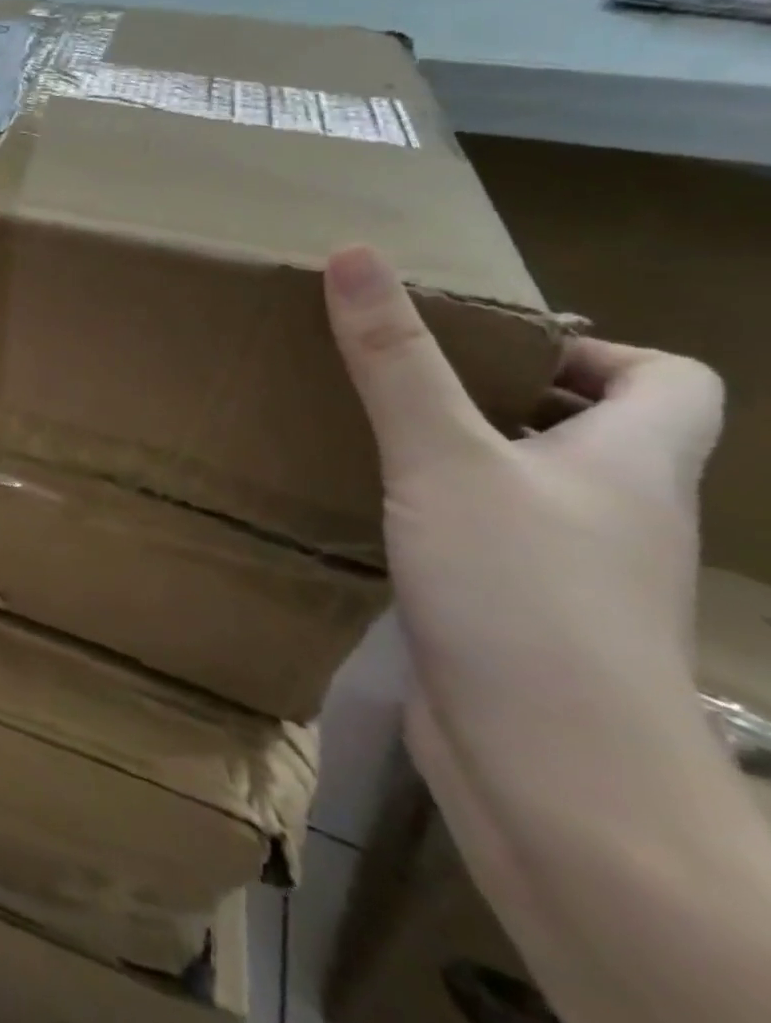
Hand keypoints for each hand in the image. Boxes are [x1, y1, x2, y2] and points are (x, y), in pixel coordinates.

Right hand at [322, 245, 723, 759]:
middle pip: (591, 432)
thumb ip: (394, 358)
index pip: (672, 382)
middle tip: (407, 379)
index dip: (594, 350)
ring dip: (466, 457)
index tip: (490, 346)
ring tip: (375, 434)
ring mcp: (570, 573)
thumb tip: (354, 254)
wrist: (550, 772)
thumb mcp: (445, 457)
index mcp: (632, 464)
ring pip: (530, 490)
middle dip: (504, 397)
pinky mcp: (518, 617)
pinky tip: (374, 513)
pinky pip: (487, 540)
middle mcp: (616, 514)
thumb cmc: (521, 593)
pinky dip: (441, 515)